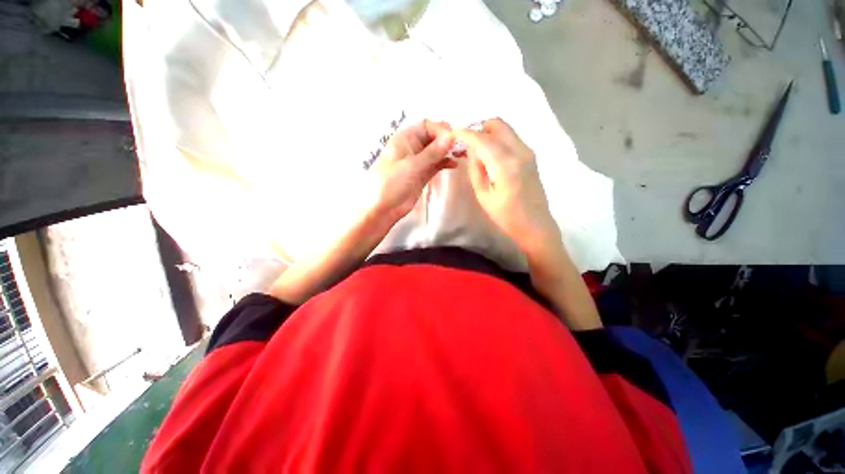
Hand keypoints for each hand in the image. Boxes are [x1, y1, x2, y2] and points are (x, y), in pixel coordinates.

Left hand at [370, 120, 455, 222]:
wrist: (382, 208)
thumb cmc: (391, 183)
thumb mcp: (411, 166)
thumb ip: (432, 152)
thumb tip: (451, 136)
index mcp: (405, 139)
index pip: (427, 125)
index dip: (441, 130)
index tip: (454, 140)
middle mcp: (412, 147)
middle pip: (433, 137)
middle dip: (447, 140)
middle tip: (461, 147)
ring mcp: (418, 162)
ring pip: (436, 152)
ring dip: (448, 152)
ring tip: (461, 155)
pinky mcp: (422, 175)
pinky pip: (435, 164)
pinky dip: (444, 163)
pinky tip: (454, 165)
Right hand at [453, 118, 558, 253]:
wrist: (535, 224)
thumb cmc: (505, 216)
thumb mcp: (483, 195)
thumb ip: (476, 168)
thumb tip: (471, 149)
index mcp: (505, 164)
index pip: (482, 139)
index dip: (465, 133)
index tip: (451, 133)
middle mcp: (520, 151)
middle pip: (497, 124)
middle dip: (478, 129)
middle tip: (465, 143)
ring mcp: (528, 151)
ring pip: (505, 129)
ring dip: (487, 133)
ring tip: (475, 150)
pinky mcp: (530, 155)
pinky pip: (511, 138)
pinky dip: (497, 139)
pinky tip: (488, 155)